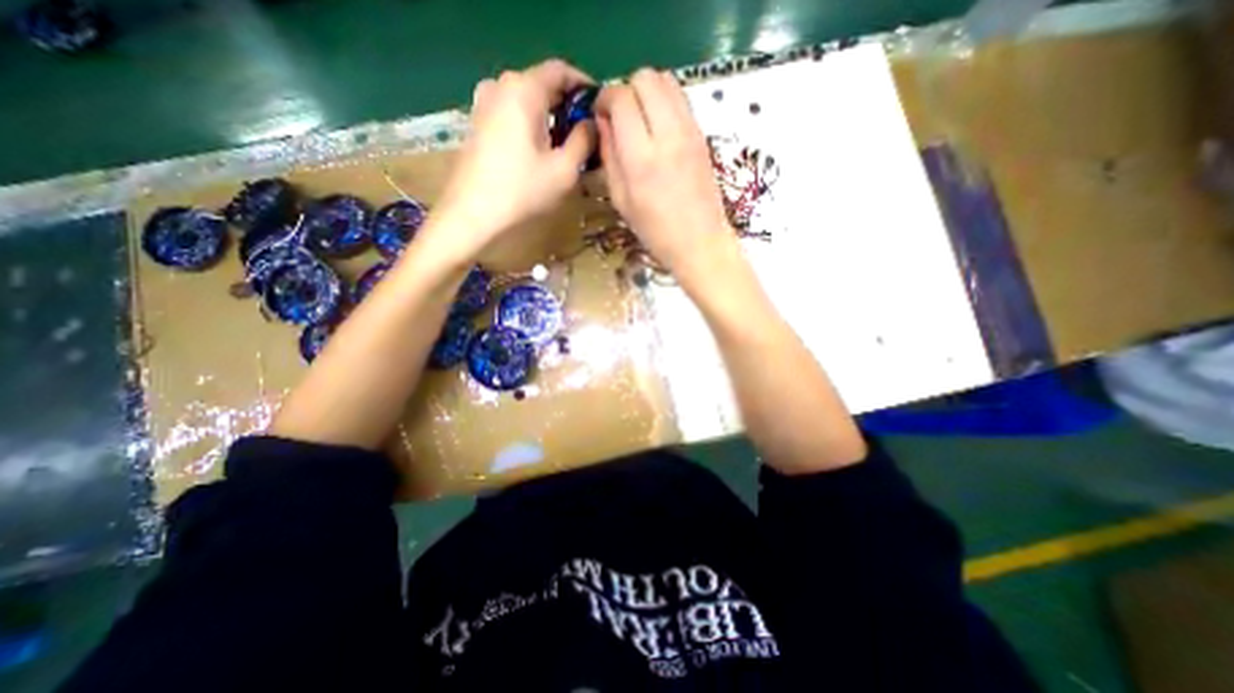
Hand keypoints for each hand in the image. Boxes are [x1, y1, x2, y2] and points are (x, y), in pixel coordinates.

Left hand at [427, 58, 594, 259]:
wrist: (472, 213)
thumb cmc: (522, 190)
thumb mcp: (564, 169)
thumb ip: (584, 140)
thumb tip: (591, 124)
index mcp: (524, 89)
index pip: (561, 70)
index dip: (584, 86)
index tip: (599, 109)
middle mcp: (501, 85)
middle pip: (542, 84)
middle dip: (567, 105)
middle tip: (586, 133)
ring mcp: (484, 103)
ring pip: (527, 100)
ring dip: (550, 116)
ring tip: (566, 144)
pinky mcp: (477, 123)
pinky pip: (512, 113)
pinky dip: (531, 124)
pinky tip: (540, 150)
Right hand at [594, 71, 735, 286]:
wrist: (700, 242)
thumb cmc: (655, 231)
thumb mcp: (621, 200)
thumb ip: (609, 156)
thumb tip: (603, 122)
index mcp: (641, 158)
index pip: (621, 98)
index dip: (605, 98)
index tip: (601, 115)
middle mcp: (667, 135)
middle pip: (645, 77)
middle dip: (626, 89)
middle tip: (621, 116)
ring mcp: (690, 131)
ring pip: (666, 80)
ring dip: (647, 91)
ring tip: (640, 119)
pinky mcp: (702, 135)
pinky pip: (681, 98)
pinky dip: (665, 101)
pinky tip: (659, 128)